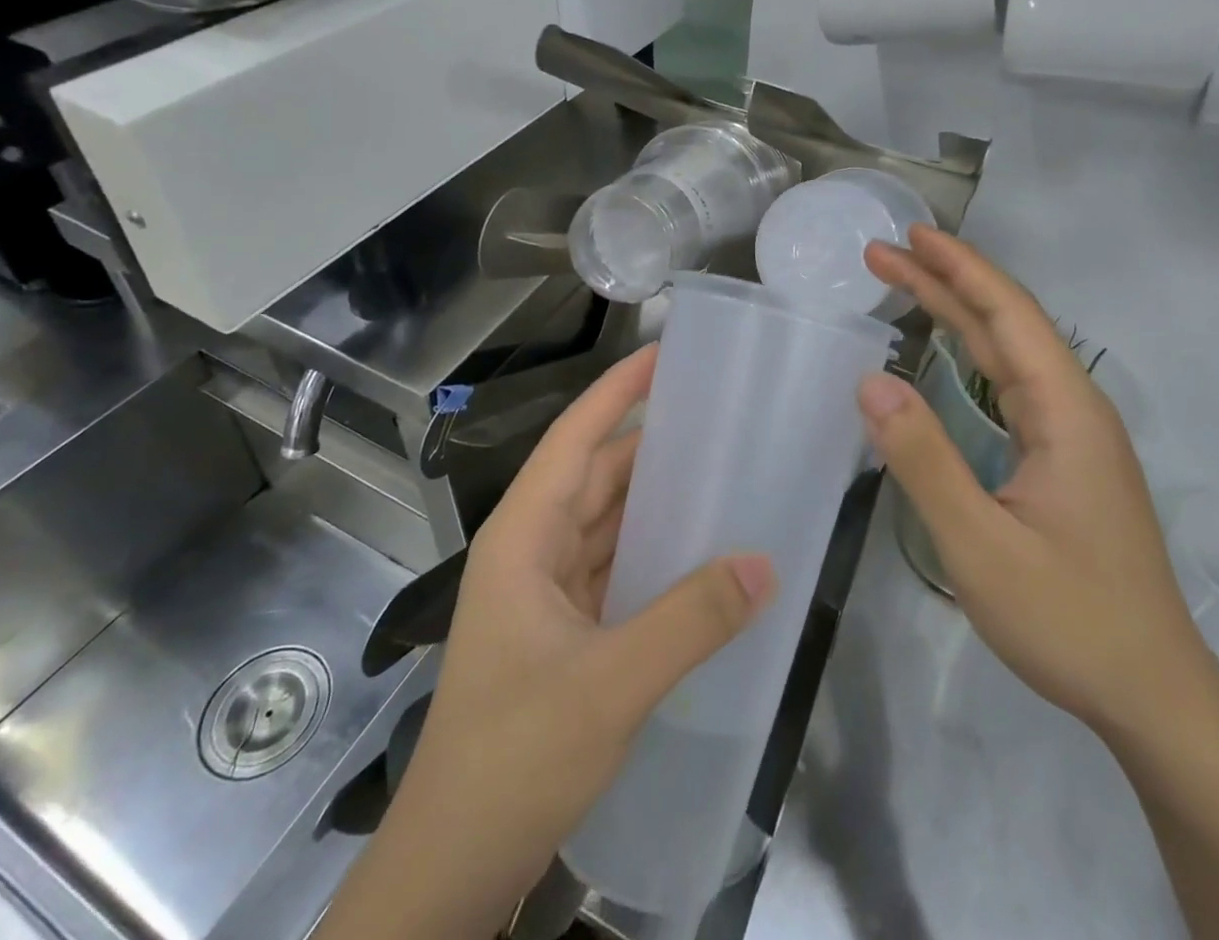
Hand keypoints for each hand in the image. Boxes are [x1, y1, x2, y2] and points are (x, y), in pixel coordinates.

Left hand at [317, 346, 775, 939]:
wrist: (455, 865)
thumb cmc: (513, 757)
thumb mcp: (608, 685)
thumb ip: (689, 621)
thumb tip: (764, 563)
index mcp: (523, 536)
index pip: (574, 438)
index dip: (617, 390)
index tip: (665, 353)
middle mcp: (532, 549)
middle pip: (595, 473)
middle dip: (650, 438)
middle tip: (717, 411)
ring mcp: (546, 590)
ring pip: (608, 519)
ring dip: (655, 495)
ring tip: (720, 465)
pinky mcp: (564, 628)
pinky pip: (616, 564)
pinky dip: (655, 548)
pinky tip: (699, 547)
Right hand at [859, 227, 1215, 737]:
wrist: (1152, 694)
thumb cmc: (1069, 619)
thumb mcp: (980, 546)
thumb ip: (923, 460)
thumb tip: (871, 381)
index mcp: (1066, 413)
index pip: (1009, 315)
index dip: (959, 268)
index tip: (910, 236)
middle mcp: (1075, 409)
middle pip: (1006, 323)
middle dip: (945, 281)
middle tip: (884, 253)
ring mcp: (1073, 434)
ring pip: (1009, 352)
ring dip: (957, 312)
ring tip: (905, 283)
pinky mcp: (1065, 458)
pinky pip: (1011, 383)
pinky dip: (971, 351)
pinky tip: (949, 351)